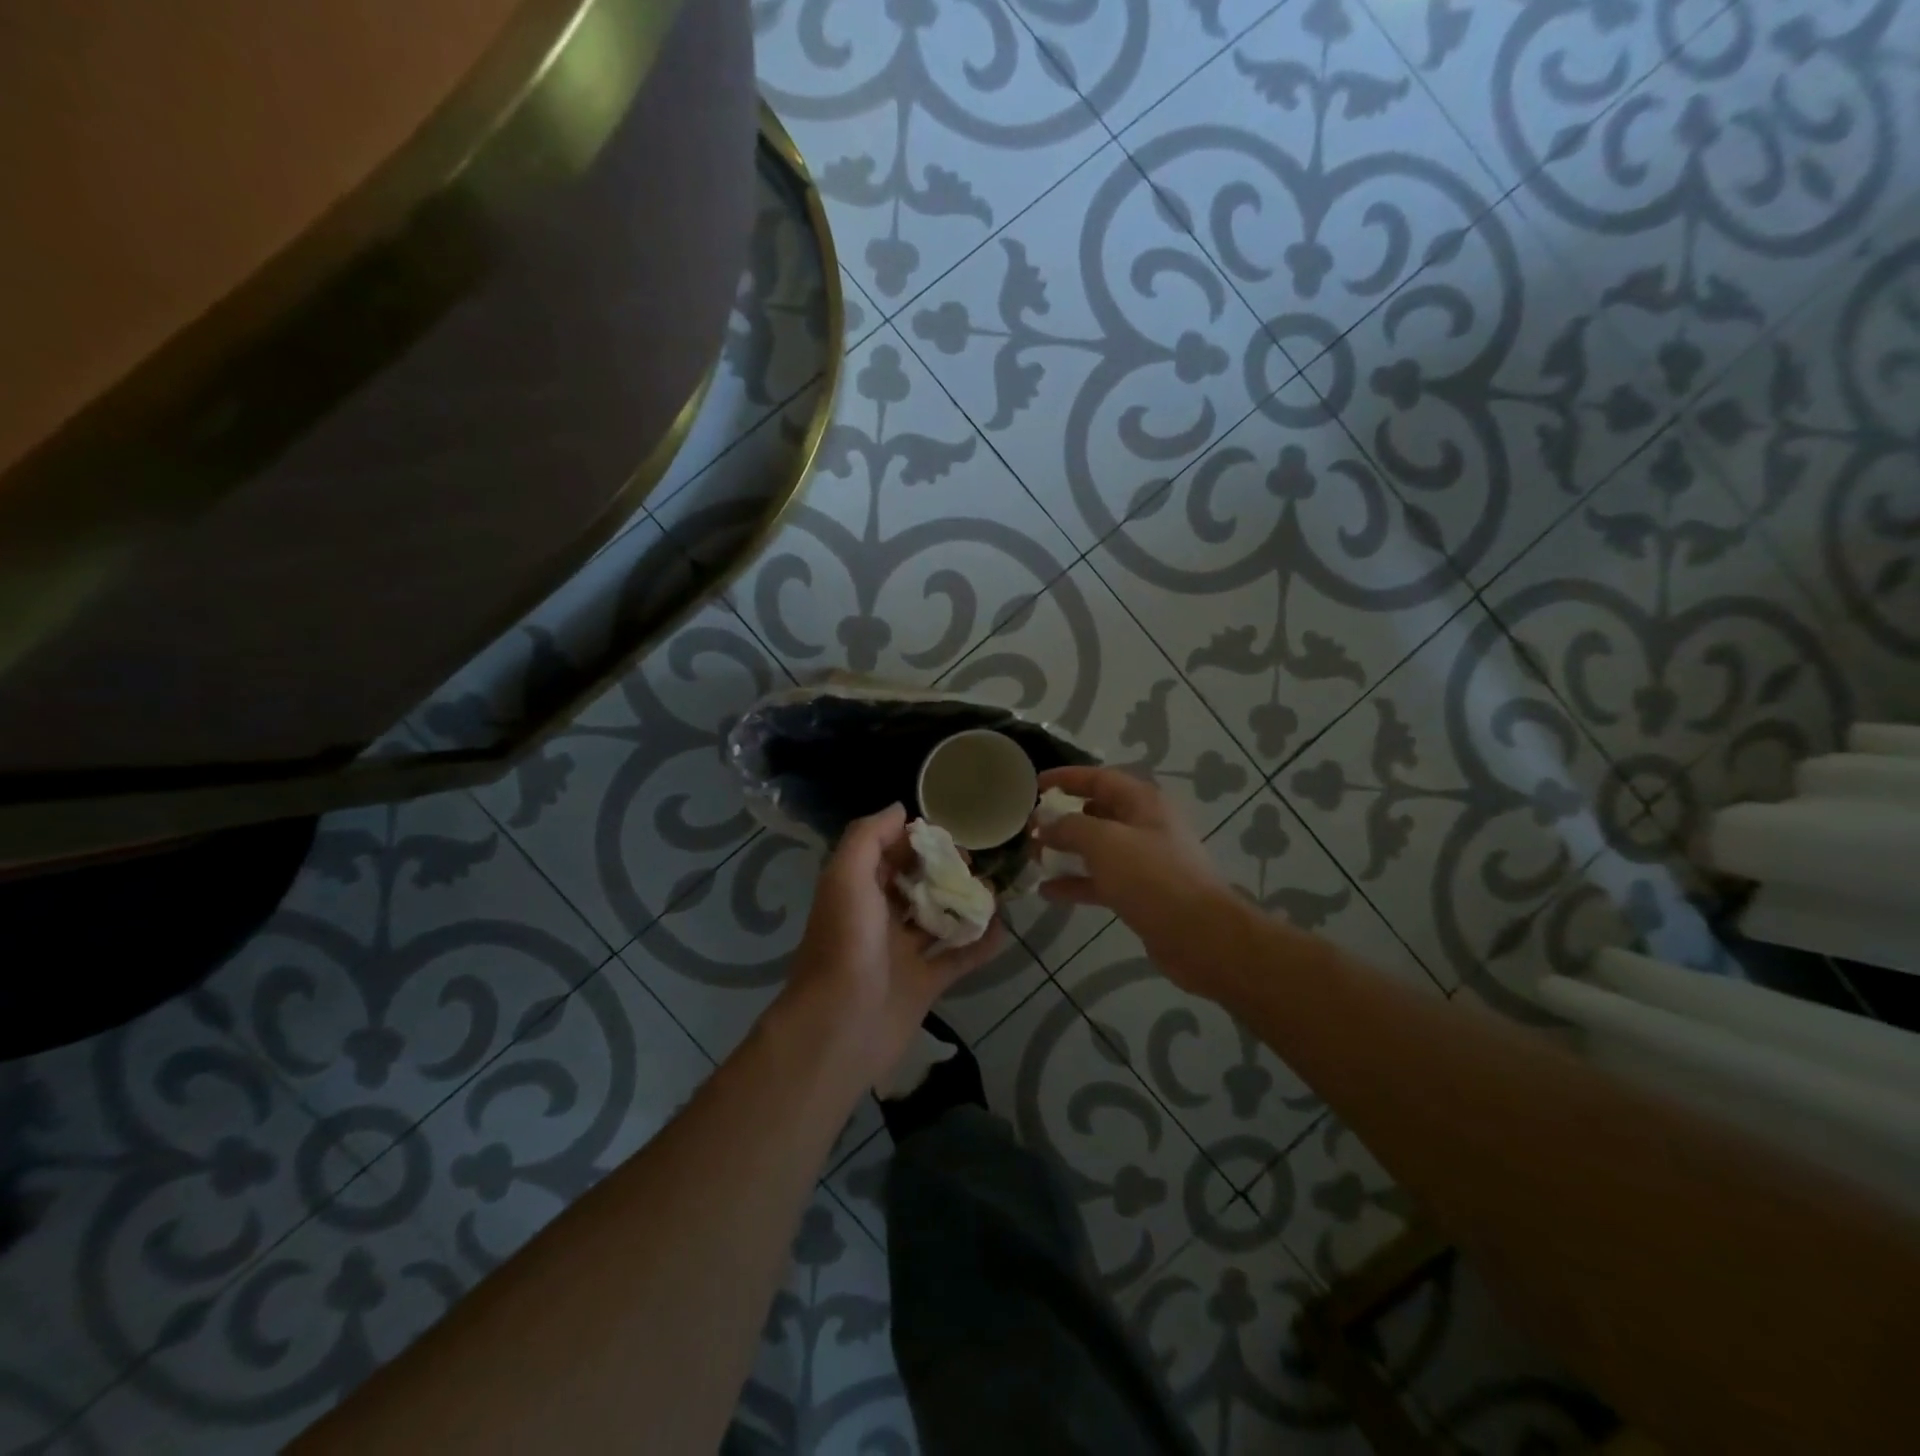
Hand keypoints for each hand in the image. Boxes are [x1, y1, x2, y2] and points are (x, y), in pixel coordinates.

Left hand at [782, 804, 1004, 1086]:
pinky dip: (979, 945)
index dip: (915, 839)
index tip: (949, 831)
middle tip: (975, 861)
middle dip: (944, 869)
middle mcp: (878, 917)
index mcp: (857, 890)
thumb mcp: (847, 876)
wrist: (839, 1029)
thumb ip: (868, 837)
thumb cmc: (845, 944)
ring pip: (938, 919)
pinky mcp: (923, 985)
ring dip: (964, 903)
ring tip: (995, 890)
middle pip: (916, 883)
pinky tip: (1004, 929)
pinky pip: (956, 959)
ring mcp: (901, 953)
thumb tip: (899, 809)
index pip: (889, 853)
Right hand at [1032, 765, 1232, 991]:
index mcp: (1142, 802)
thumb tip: (1044, 823)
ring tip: (1032, 857)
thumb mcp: (1104, 842)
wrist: (1199, 935)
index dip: (1065, 778)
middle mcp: (1145, 825)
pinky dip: (1076, 883)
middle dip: (1062, 817)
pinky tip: (1047, 891)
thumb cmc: (1151, 876)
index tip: (1033, 785)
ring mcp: (1144, 861)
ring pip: (1097, 848)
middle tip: (1029, 826)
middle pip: (1098, 812)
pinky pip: (1102, 880)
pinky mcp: (1141, 893)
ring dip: (1066, 851)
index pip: (1098, 777)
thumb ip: (1069, 827)